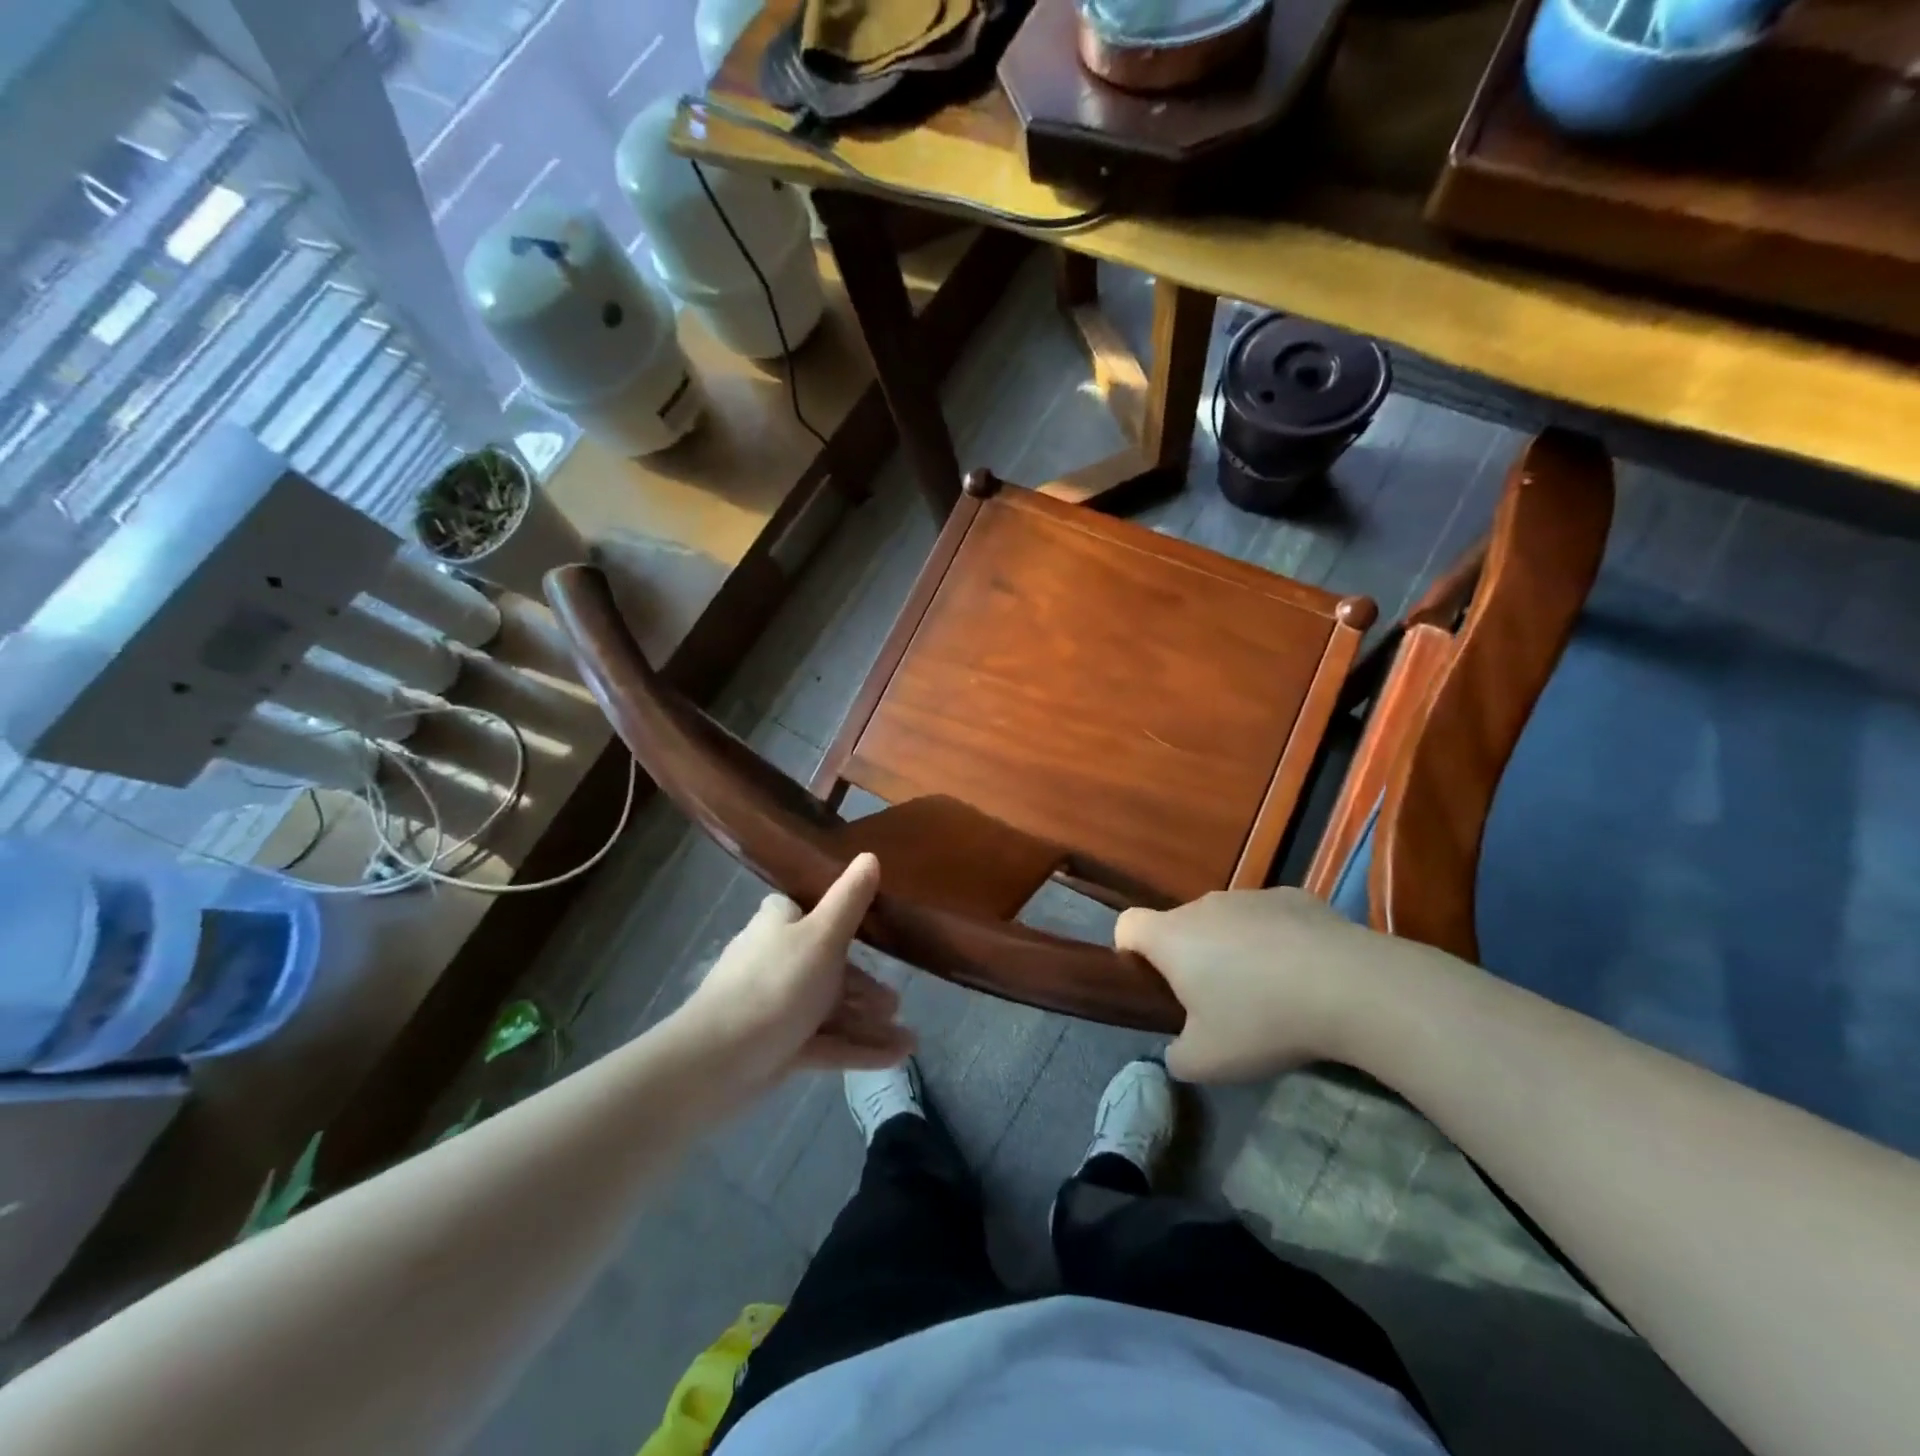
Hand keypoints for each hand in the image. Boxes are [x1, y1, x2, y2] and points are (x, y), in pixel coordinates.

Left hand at [668, 854, 913, 1098]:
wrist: (718, 1061)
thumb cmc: (776, 984)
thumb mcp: (822, 935)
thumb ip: (850, 899)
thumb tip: (869, 854)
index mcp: (781, 925)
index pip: (812, 911)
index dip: (844, 918)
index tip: (881, 929)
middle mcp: (778, 959)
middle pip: (830, 966)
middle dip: (867, 986)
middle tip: (897, 1001)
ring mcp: (778, 1006)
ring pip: (832, 1009)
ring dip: (869, 1021)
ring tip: (908, 1037)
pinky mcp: (780, 1046)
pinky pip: (828, 1042)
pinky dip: (859, 1048)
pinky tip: (896, 1056)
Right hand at [1116, 887, 1403, 1082]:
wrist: (1349, 985)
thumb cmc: (1261, 1020)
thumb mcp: (1209, 1062)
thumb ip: (1177, 1058)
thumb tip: (1178, 1052)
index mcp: (1171, 937)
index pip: (1127, 925)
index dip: (1130, 951)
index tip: (1152, 983)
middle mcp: (1203, 906)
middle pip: (1180, 926)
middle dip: (1190, 958)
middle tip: (1218, 1004)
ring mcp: (1250, 896)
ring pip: (1225, 921)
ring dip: (1234, 948)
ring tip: (1271, 991)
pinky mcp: (1293, 896)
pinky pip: (1268, 918)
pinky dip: (1275, 939)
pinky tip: (1306, 973)